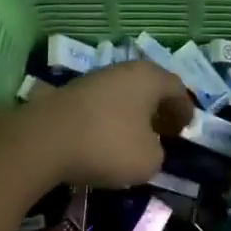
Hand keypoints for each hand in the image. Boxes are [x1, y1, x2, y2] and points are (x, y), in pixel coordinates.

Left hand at [29, 61, 194, 187]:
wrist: (44, 140)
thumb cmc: (107, 145)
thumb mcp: (149, 160)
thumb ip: (158, 152)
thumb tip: (150, 147)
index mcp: (148, 78)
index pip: (176, 88)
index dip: (185, 109)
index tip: (187, 128)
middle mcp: (123, 70)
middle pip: (149, 86)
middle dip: (159, 108)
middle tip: (165, 130)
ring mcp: (93, 78)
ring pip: (124, 93)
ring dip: (134, 113)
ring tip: (136, 136)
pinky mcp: (69, 93)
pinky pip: (102, 104)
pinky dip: (111, 117)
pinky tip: (107, 137)